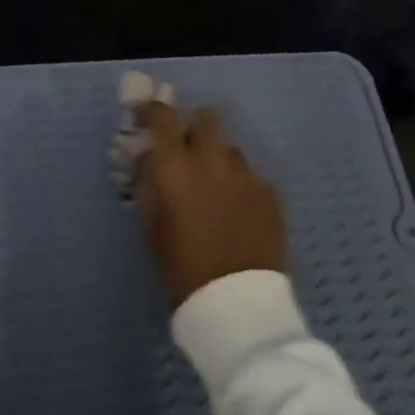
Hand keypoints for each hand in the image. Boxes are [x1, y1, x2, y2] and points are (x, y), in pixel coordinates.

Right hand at [132, 101, 285, 306]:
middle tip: (185, 149)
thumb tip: (148, 159)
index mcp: (177, 166)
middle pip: (206, 118)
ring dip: (217, 158)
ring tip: (213, 186)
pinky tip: (236, 210)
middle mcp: (212, 159)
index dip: (152, 110)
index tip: (145, 114)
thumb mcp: (152, 228)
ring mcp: (246, 174)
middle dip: (193, 127)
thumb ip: (149, 185)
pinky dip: (239, 184)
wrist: (238, 304)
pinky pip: (250, 175)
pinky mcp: (270, 193)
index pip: (162, 117)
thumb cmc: (183, 268)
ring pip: (230, 148)